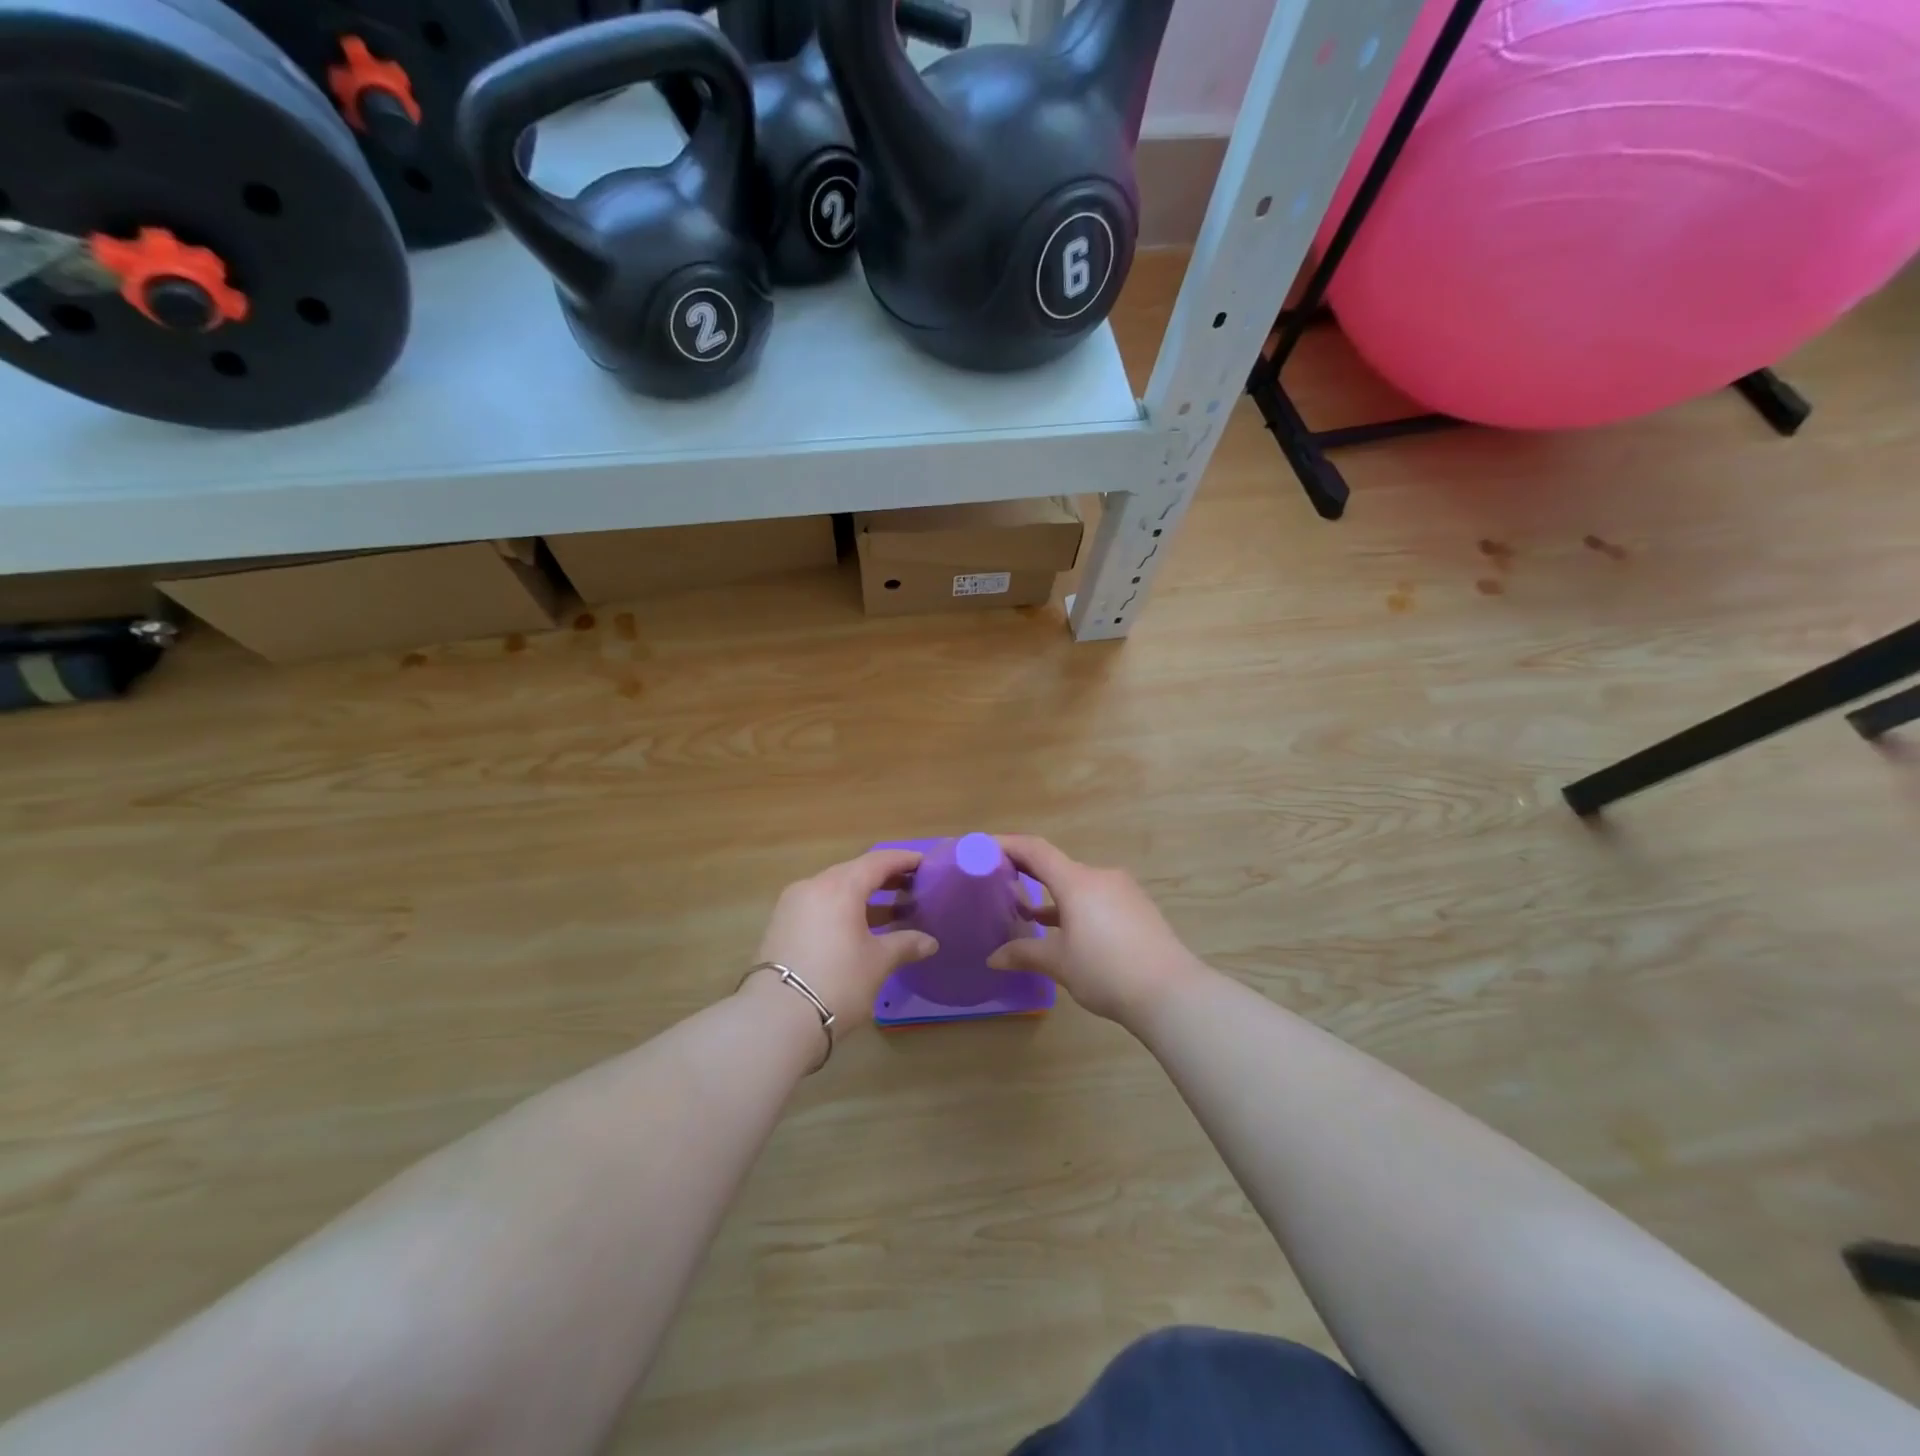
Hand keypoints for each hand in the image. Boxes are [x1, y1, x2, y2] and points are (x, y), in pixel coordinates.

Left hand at [753, 849, 937, 1027]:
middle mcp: (813, 886)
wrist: (775, 1019)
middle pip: (854, 872)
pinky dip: (842, 909)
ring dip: (862, 896)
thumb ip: (905, 944)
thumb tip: (930, 942)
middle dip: (883, 878)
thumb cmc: (837, 981)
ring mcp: (792, 905)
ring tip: (890, 911)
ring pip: (834, 889)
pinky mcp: (780, 925)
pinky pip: (819, 906)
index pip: (877, 861)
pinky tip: (858, 929)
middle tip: (911, 887)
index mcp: (840, 886)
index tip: (925, 863)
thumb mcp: (877, 962)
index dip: (903, 860)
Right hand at [986, 835, 1205, 1025]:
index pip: (1035, 850)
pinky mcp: (1137, 909)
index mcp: (1077, 881)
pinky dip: (1076, 907)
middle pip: (1057, 866)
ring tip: (1028, 912)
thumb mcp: (1059, 963)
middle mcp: (1100, 877)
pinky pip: (1097, 898)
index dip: (1008, 844)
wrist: (1172, 992)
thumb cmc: (1107, 970)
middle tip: (1001, 881)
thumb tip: (993, 958)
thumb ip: (1024, 953)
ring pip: (1078, 884)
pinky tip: (1067, 930)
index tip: (984, 847)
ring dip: (1053, 894)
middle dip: (1028, 873)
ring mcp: (1123, 891)